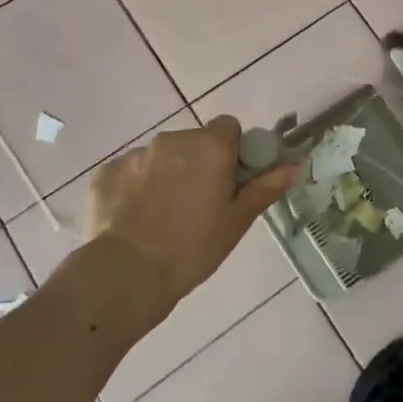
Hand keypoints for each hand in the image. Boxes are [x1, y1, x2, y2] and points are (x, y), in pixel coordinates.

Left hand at [85, 116, 297, 311]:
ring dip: (168, 174)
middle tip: (199, 204)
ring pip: (162, 157)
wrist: (127, 273)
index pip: (228, 128)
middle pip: (194, 142)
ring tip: (163, 216)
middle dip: (198, 163)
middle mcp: (173, 139)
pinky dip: (137, 188)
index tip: (229, 181)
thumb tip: (295, 164)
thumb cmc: (193, 247)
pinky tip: (136, 219)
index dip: (232, 151)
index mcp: (210, 146)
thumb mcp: (237, 220)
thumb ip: (266, 186)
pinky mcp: (107, 172)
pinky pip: (131, 172)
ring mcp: (136, 154)